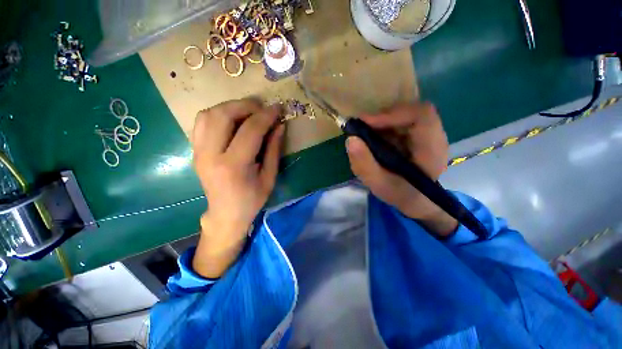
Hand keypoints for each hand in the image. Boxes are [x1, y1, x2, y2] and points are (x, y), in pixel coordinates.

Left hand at [192, 99, 284, 277]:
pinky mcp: (195, 151)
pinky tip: (232, 120)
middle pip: (223, 115)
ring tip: (248, 111)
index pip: (250, 130)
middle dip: (245, 105)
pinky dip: (217, 114)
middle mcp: (211, 155)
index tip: (277, 108)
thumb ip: (273, 149)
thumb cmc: (252, 199)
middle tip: (262, 107)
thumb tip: (279, 126)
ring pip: (208, 114)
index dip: (266, 116)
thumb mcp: (269, 177)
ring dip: (230, 107)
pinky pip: (201, 122)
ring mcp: (198, 152)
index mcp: (234, 166)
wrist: (226, 213)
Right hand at [345, 103, 457, 236]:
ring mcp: (428, 134)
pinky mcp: (418, 135)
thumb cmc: (400, 194)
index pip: (422, 115)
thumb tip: (350, 139)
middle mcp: (435, 137)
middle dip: (383, 117)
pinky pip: (401, 121)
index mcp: (431, 151)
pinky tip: (375, 139)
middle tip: (362, 128)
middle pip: (411, 111)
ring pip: (405, 114)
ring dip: (382, 122)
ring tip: (366, 135)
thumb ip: (364, 164)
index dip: (393, 114)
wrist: (415, 199)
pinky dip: (384, 126)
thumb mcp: (379, 184)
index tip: (367, 123)